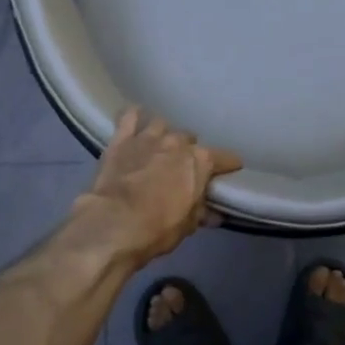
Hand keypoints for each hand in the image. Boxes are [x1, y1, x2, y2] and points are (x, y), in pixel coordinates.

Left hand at [72, 109, 243, 264]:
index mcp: (199, 161)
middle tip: (183, 167)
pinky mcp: (121, 139)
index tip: (231, 170)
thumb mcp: (188, 225)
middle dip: (189, 151)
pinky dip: (133, 117)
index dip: (229, 165)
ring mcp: (148, 137)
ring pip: (161, 124)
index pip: (225, 158)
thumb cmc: (158, 228)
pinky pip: (129, 116)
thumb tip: (214, 214)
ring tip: (159, 147)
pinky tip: (134, 121)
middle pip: (190, 139)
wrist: (114, 224)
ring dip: (163, 135)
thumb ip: (201, 212)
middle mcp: (177, 142)